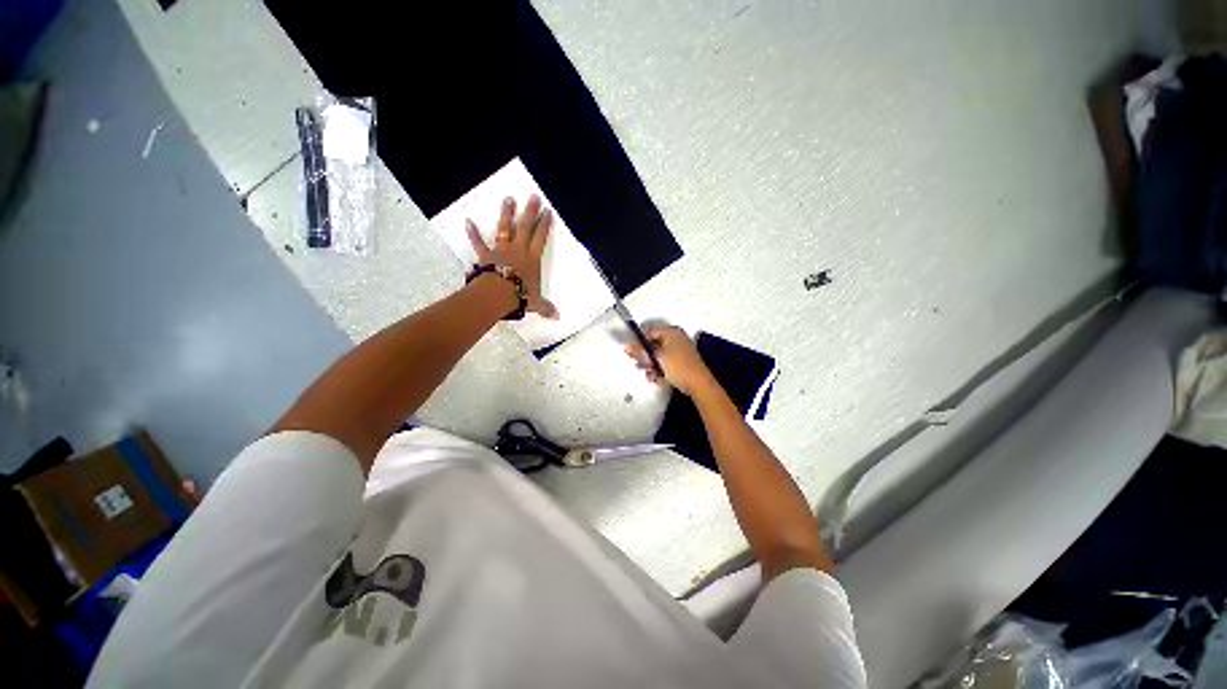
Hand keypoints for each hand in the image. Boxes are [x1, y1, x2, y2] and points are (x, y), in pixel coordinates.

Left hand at [466, 195, 557, 317]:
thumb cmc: (519, 296)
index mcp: (532, 259)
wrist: (497, 295)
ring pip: (505, 229)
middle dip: (530, 211)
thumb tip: (557, 317)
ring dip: (506, 214)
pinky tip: (468, 221)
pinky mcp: (486, 255)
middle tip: (532, 196)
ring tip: (508, 199)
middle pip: (525, 227)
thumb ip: (545, 307)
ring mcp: (501, 250)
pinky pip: (479, 243)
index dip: (544, 224)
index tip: (547, 211)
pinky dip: (473, 233)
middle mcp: (518, 250)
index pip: (540, 238)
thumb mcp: (535, 303)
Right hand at [625, 326, 715, 395]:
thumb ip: (640, 352)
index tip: (633, 353)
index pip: (650, 333)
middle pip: (654, 345)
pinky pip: (666, 363)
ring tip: (649, 374)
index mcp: (672, 332)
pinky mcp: (681, 362)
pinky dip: (660, 369)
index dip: (640, 343)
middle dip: (646, 357)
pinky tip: (656, 378)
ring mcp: (680, 350)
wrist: (698, 384)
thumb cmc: (679, 367)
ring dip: (652, 365)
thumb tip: (627, 347)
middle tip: (640, 365)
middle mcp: (677, 339)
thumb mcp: (657, 359)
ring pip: (659, 356)